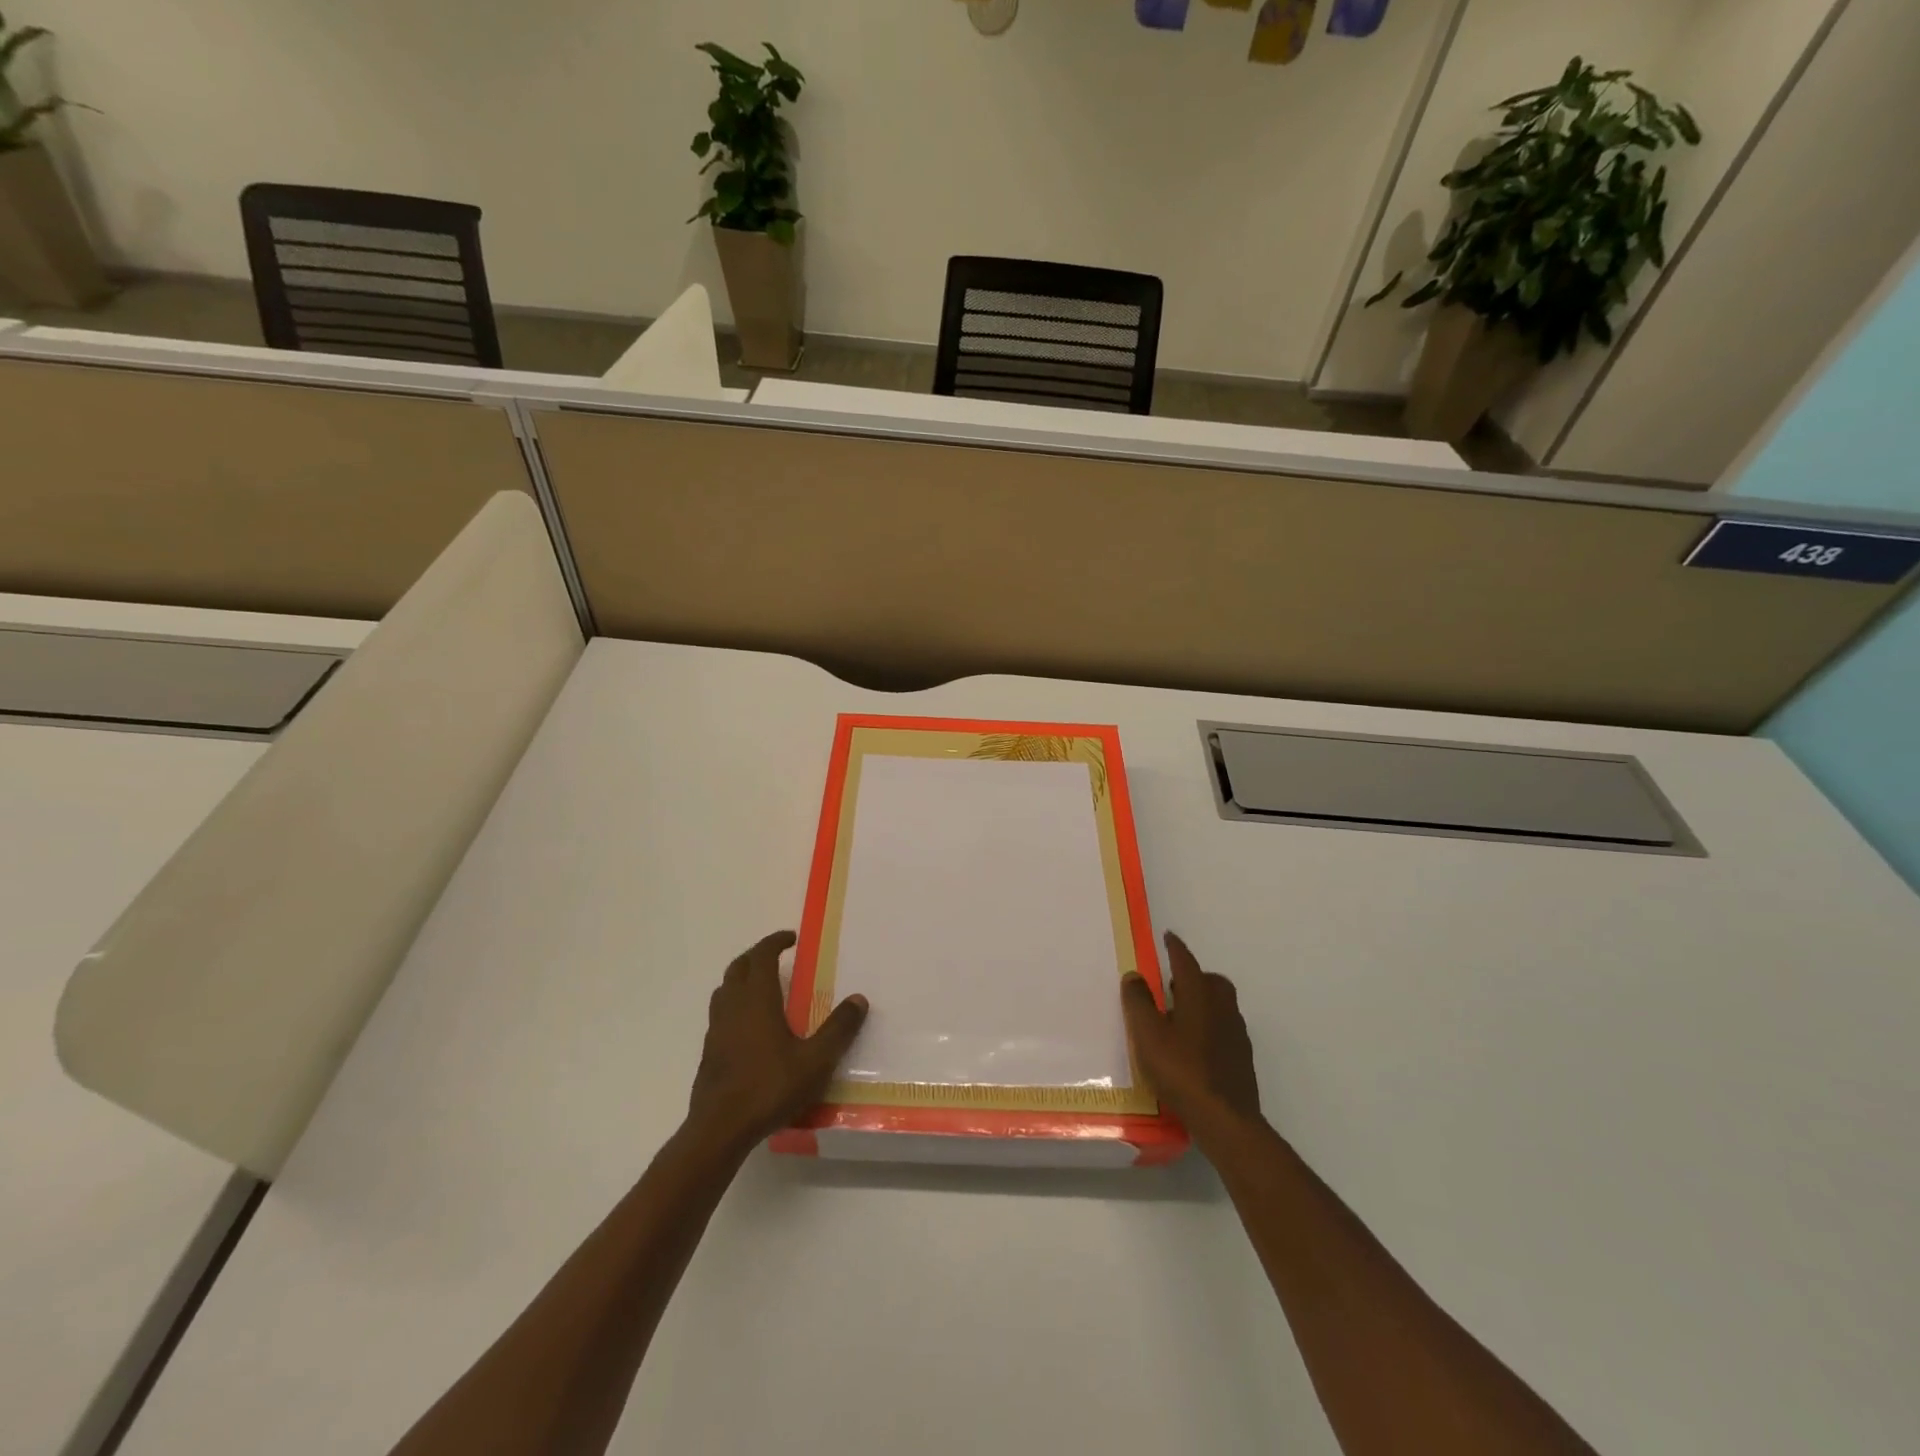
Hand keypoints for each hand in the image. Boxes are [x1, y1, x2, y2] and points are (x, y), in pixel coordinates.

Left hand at [686, 931, 868, 1153]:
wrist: (720, 1128)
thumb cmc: (769, 1087)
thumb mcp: (815, 1060)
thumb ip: (838, 1029)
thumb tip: (859, 998)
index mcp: (756, 1000)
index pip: (761, 956)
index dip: (774, 942)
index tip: (791, 938)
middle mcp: (732, 1007)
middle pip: (738, 968)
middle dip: (756, 956)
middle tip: (776, 956)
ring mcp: (716, 1030)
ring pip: (724, 990)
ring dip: (741, 979)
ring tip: (762, 986)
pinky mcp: (710, 1052)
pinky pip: (721, 1014)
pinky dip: (735, 1005)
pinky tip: (750, 1027)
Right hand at [1121, 932, 1263, 1136]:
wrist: (1225, 1119)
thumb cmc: (1181, 1070)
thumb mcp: (1148, 1035)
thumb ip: (1139, 1002)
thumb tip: (1135, 975)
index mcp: (1199, 995)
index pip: (1186, 962)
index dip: (1175, 948)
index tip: (1168, 937)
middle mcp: (1222, 1008)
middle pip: (1210, 981)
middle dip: (1192, 976)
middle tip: (1171, 984)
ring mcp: (1236, 1034)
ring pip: (1220, 1004)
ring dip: (1202, 1001)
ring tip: (1178, 1016)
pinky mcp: (1241, 1058)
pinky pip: (1224, 1028)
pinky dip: (1209, 1025)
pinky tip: (1194, 1045)